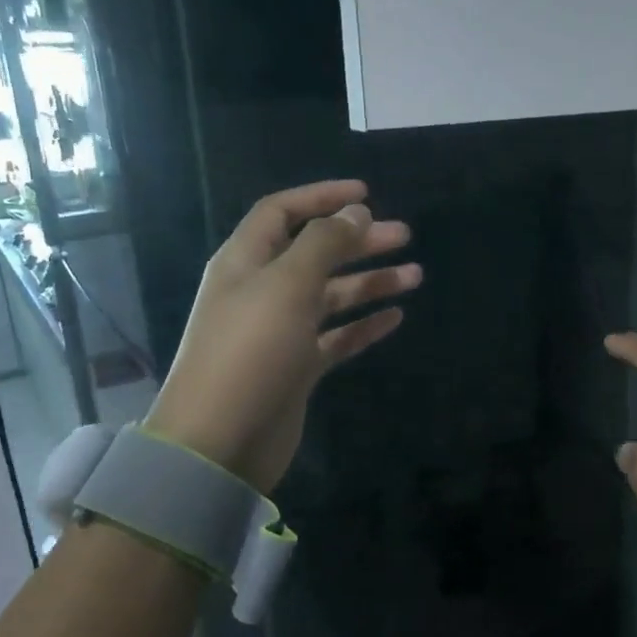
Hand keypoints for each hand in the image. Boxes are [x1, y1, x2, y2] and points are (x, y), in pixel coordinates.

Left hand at [144, 179, 418, 494]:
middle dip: (358, 241)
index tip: (367, 194)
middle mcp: (262, 291)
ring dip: (370, 283)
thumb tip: (356, 212)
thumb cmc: (251, 351)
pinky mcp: (297, 369)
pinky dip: (364, 326)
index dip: (321, 198)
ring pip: (331, 296)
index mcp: (246, 262)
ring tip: (416, 276)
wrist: (221, 441)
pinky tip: (395, 317)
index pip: (282, 213)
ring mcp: (281, 332)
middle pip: (315, 254)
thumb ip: (324, 244)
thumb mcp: (288, 285)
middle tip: (404, 237)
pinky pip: (336, 338)